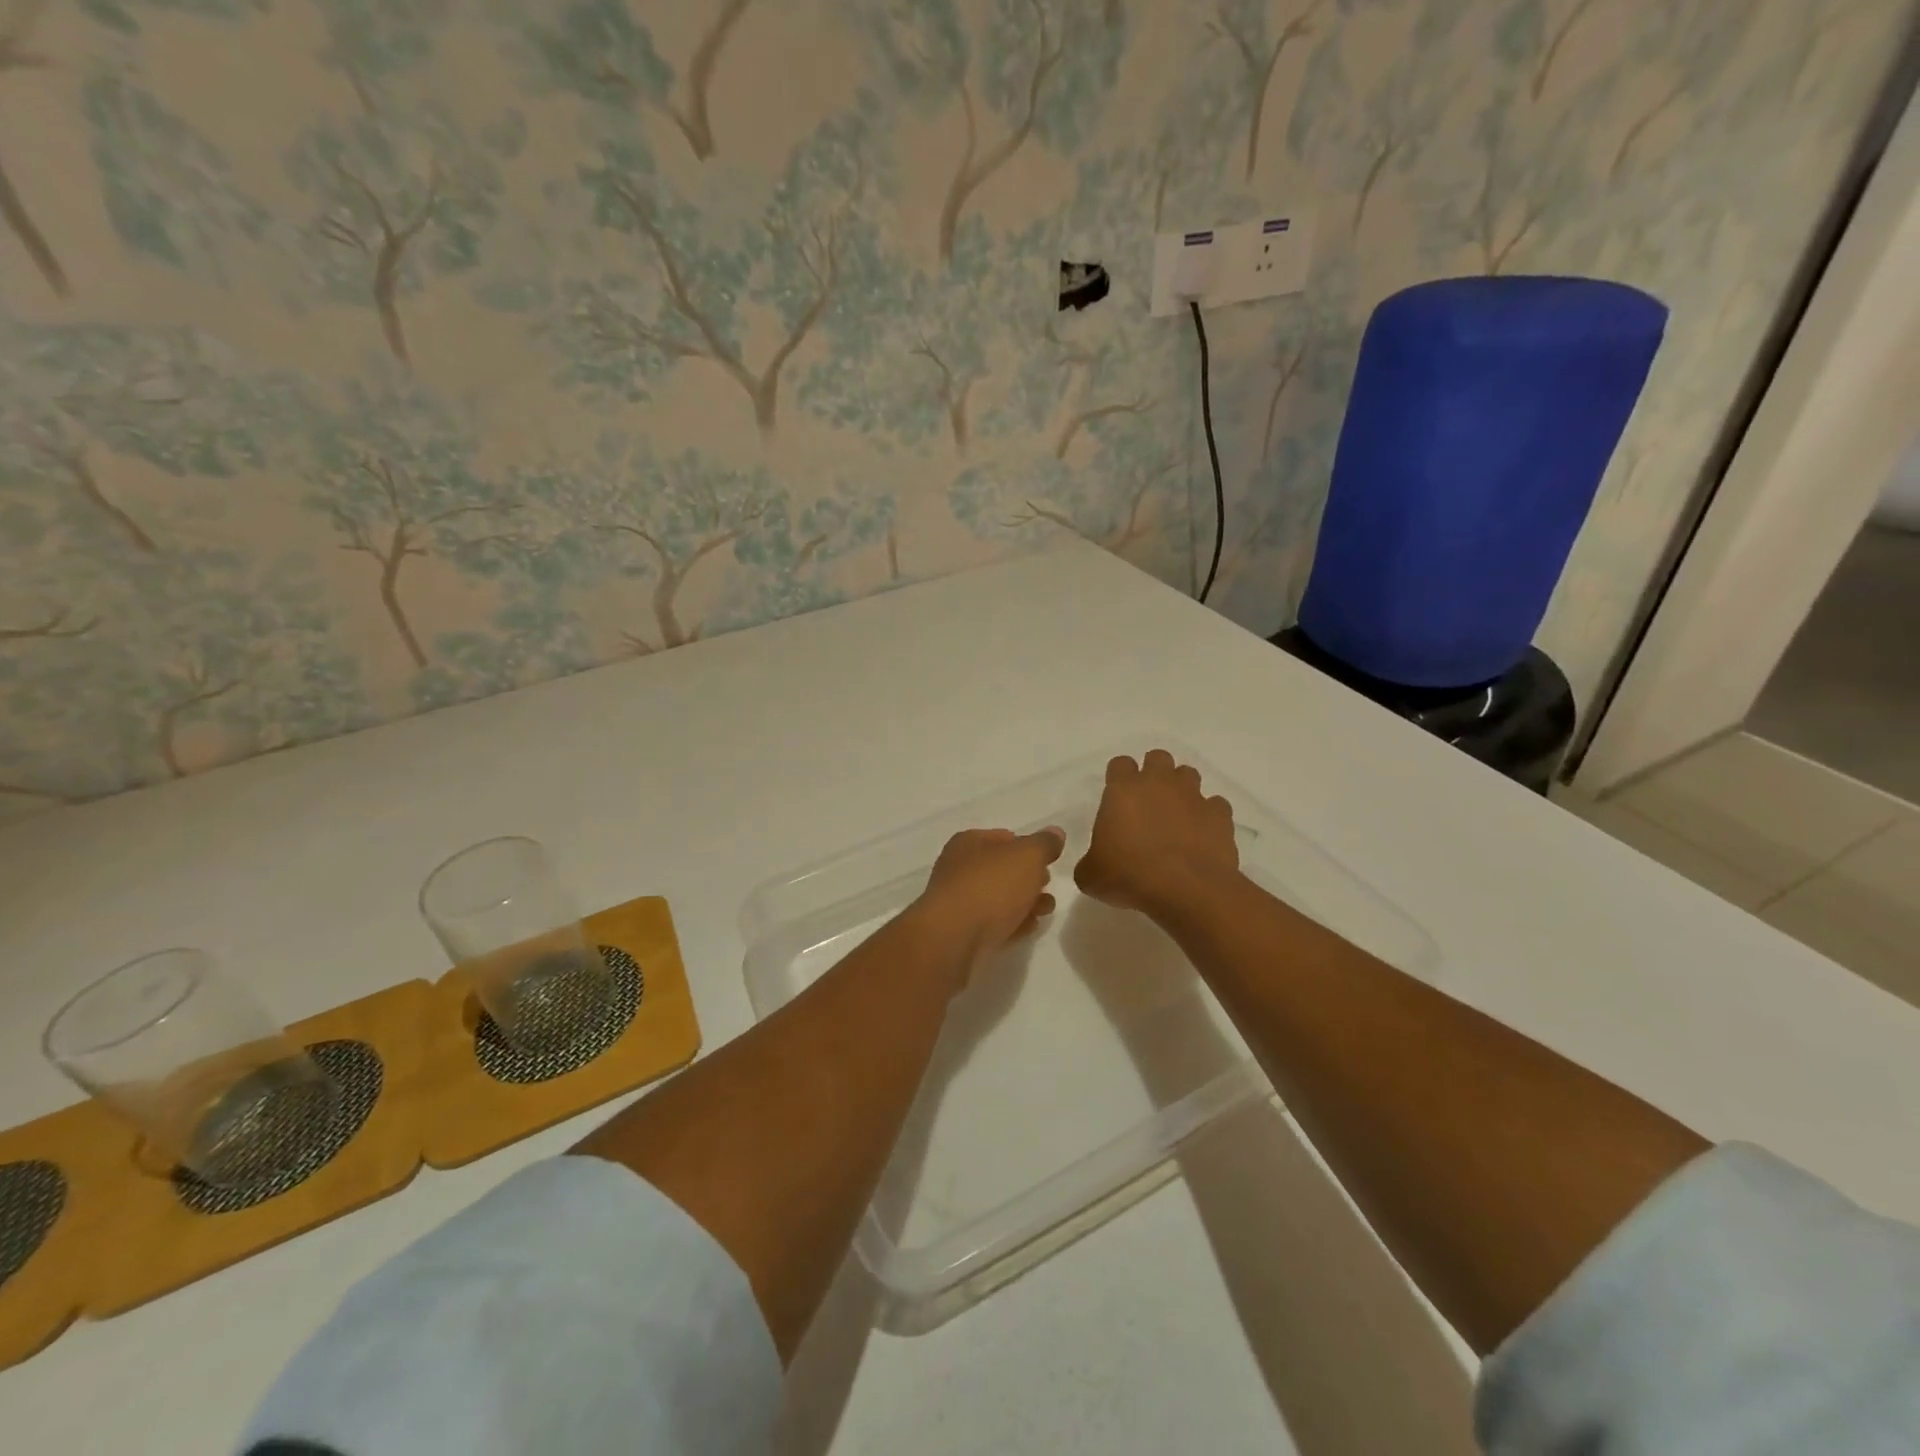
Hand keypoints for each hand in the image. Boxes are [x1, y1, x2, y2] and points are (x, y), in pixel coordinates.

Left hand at [912, 826, 1065, 967]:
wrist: (954, 938)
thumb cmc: (991, 886)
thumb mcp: (1027, 856)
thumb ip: (1044, 844)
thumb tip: (1055, 832)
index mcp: (969, 842)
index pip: (1004, 837)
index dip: (1028, 846)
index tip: (1048, 861)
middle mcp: (958, 868)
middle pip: (1001, 869)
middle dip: (1027, 877)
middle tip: (1048, 885)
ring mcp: (957, 902)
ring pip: (998, 897)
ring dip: (1024, 902)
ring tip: (1046, 910)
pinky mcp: (961, 932)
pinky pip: (992, 923)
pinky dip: (1012, 923)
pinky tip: (1030, 928)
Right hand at [1075, 749, 1238, 916]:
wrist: (1186, 890)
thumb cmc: (1129, 875)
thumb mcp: (1091, 876)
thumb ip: (1089, 863)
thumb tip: (1092, 867)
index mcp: (1123, 789)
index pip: (1120, 764)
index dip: (1119, 778)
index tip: (1118, 799)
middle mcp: (1159, 783)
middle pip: (1158, 758)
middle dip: (1154, 773)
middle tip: (1148, 802)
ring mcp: (1193, 796)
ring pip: (1188, 775)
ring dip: (1182, 790)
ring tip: (1177, 816)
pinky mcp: (1220, 815)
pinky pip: (1215, 805)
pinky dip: (1209, 815)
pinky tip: (1202, 835)